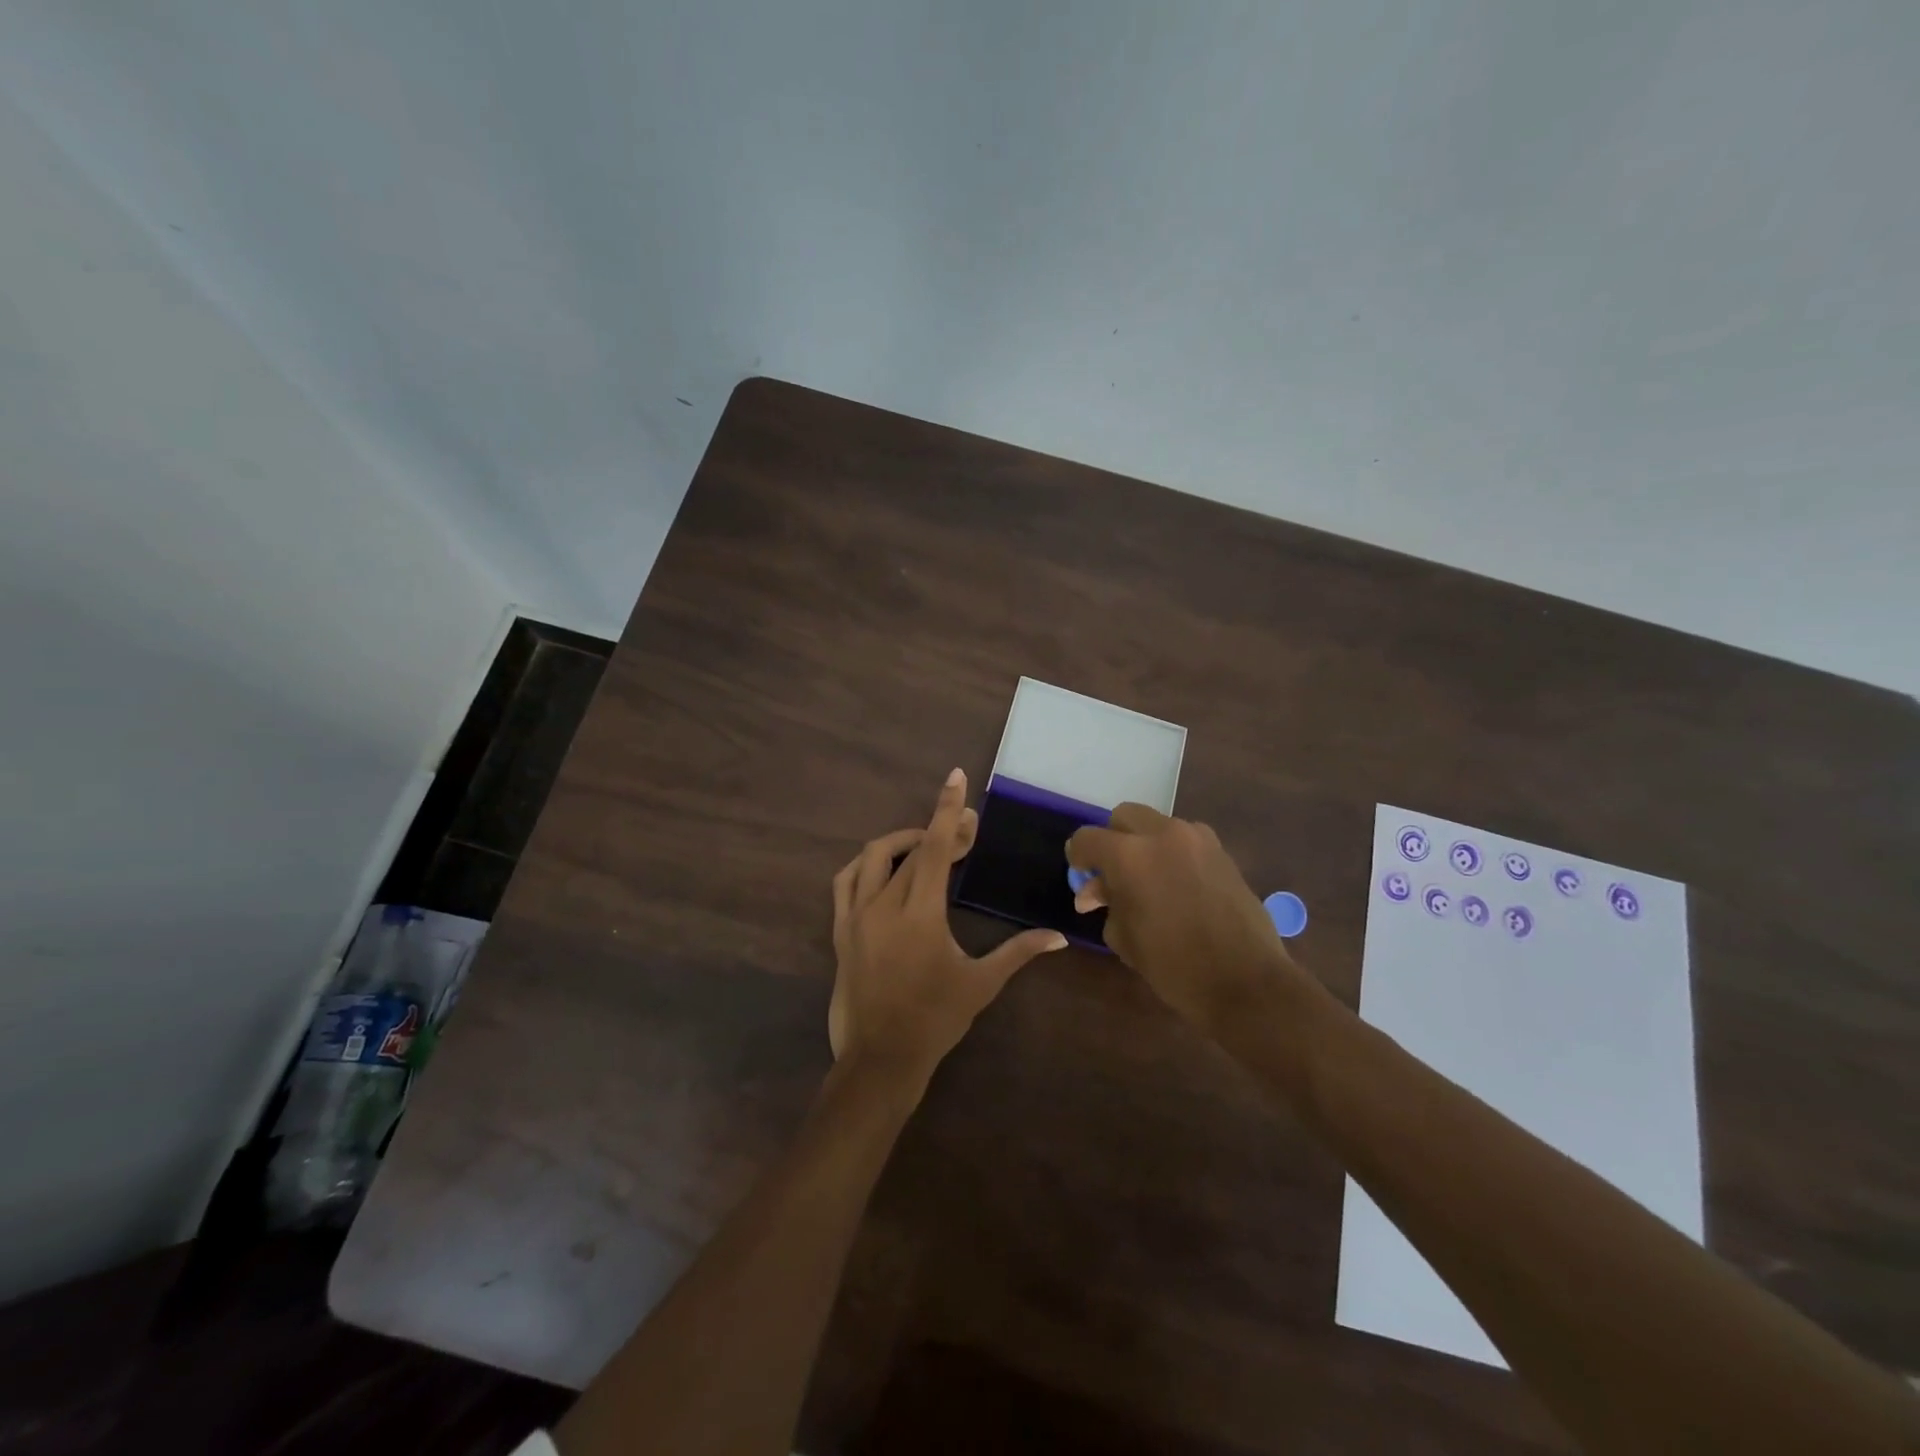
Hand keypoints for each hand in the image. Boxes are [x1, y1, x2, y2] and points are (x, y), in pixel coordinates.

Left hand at [830, 769, 1067, 1086]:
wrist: (879, 1058)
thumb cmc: (935, 1020)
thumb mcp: (981, 984)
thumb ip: (1019, 952)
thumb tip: (1059, 936)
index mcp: (920, 913)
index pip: (935, 847)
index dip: (947, 810)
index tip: (955, 778)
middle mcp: (883, 904)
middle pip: (912, 849)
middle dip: (940, 832)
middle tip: (966, 834)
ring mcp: (855, 916)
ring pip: (874, 858)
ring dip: (902, 843)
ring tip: (926, 847)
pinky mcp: (840, 930)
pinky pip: (846, 881)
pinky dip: (867, 866)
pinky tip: (884, 871)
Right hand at [1067, 804, 1297, 1032]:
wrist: (1246, 982)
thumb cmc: (1174, 966)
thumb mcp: (1124, 938)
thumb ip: (1107, 903)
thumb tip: (1096, 891)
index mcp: (1129, 856)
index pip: (1087, 839)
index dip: (1077, 856)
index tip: (1080, 873)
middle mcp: (1162, 835)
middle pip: (1123, 816)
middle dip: (1113, 840)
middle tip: (1113, 873)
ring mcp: (1197, 839)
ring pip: (1157, 824)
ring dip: (1145, 844)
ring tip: (1148, 880)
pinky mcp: (1222, 852)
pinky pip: (1186, 840)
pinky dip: (1173, 853)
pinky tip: (1177, 886)